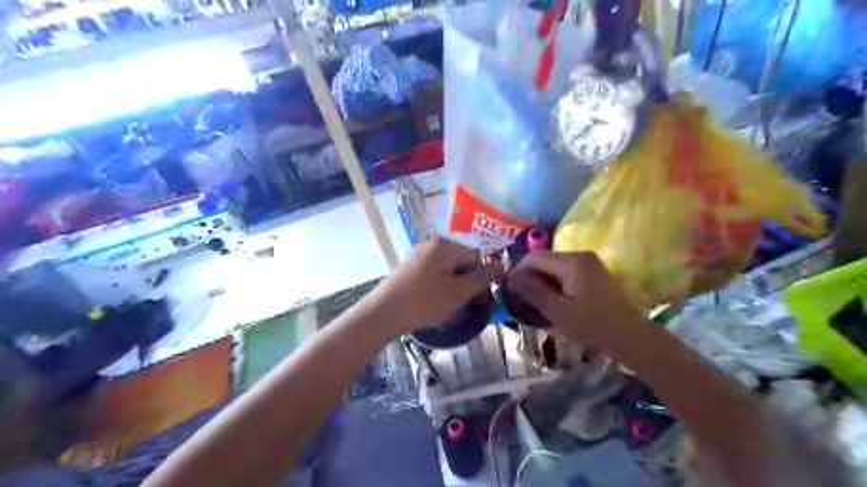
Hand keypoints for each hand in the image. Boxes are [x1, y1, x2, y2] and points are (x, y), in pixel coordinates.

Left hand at [368, 237, 505, 333]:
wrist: (383, 313)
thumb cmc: (425, 301)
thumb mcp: (459, 291)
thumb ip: (482, 277)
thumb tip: (502, 265)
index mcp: (445, 245)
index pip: (476, 257)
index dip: (479, 278)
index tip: (475, 297)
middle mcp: (431, 243)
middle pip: (460, 261)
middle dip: (464, 281)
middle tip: (459, 302)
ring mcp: (417, 253)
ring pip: (446, 268)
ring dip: (451, 285)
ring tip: (444, 304)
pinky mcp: (407, 266)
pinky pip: (431, 272)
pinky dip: (436, 285)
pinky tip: (430, 300)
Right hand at [509, 252, 642, 356]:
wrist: (629, 336)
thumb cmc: (591, 324)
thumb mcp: (557, 310)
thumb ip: (532, 291)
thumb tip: (510, 277)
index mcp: (572, 262)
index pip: (535, 256)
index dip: (519, 269)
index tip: (510, 288)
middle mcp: (580, 255)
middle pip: (545, 259)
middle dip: (531, 276)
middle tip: (522, 298)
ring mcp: (589, 263)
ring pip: (554, 266)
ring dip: (542, 280)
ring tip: (535, 300)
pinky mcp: (593, 273)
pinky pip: (566, 272)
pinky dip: (555, 283)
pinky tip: (553, 299)